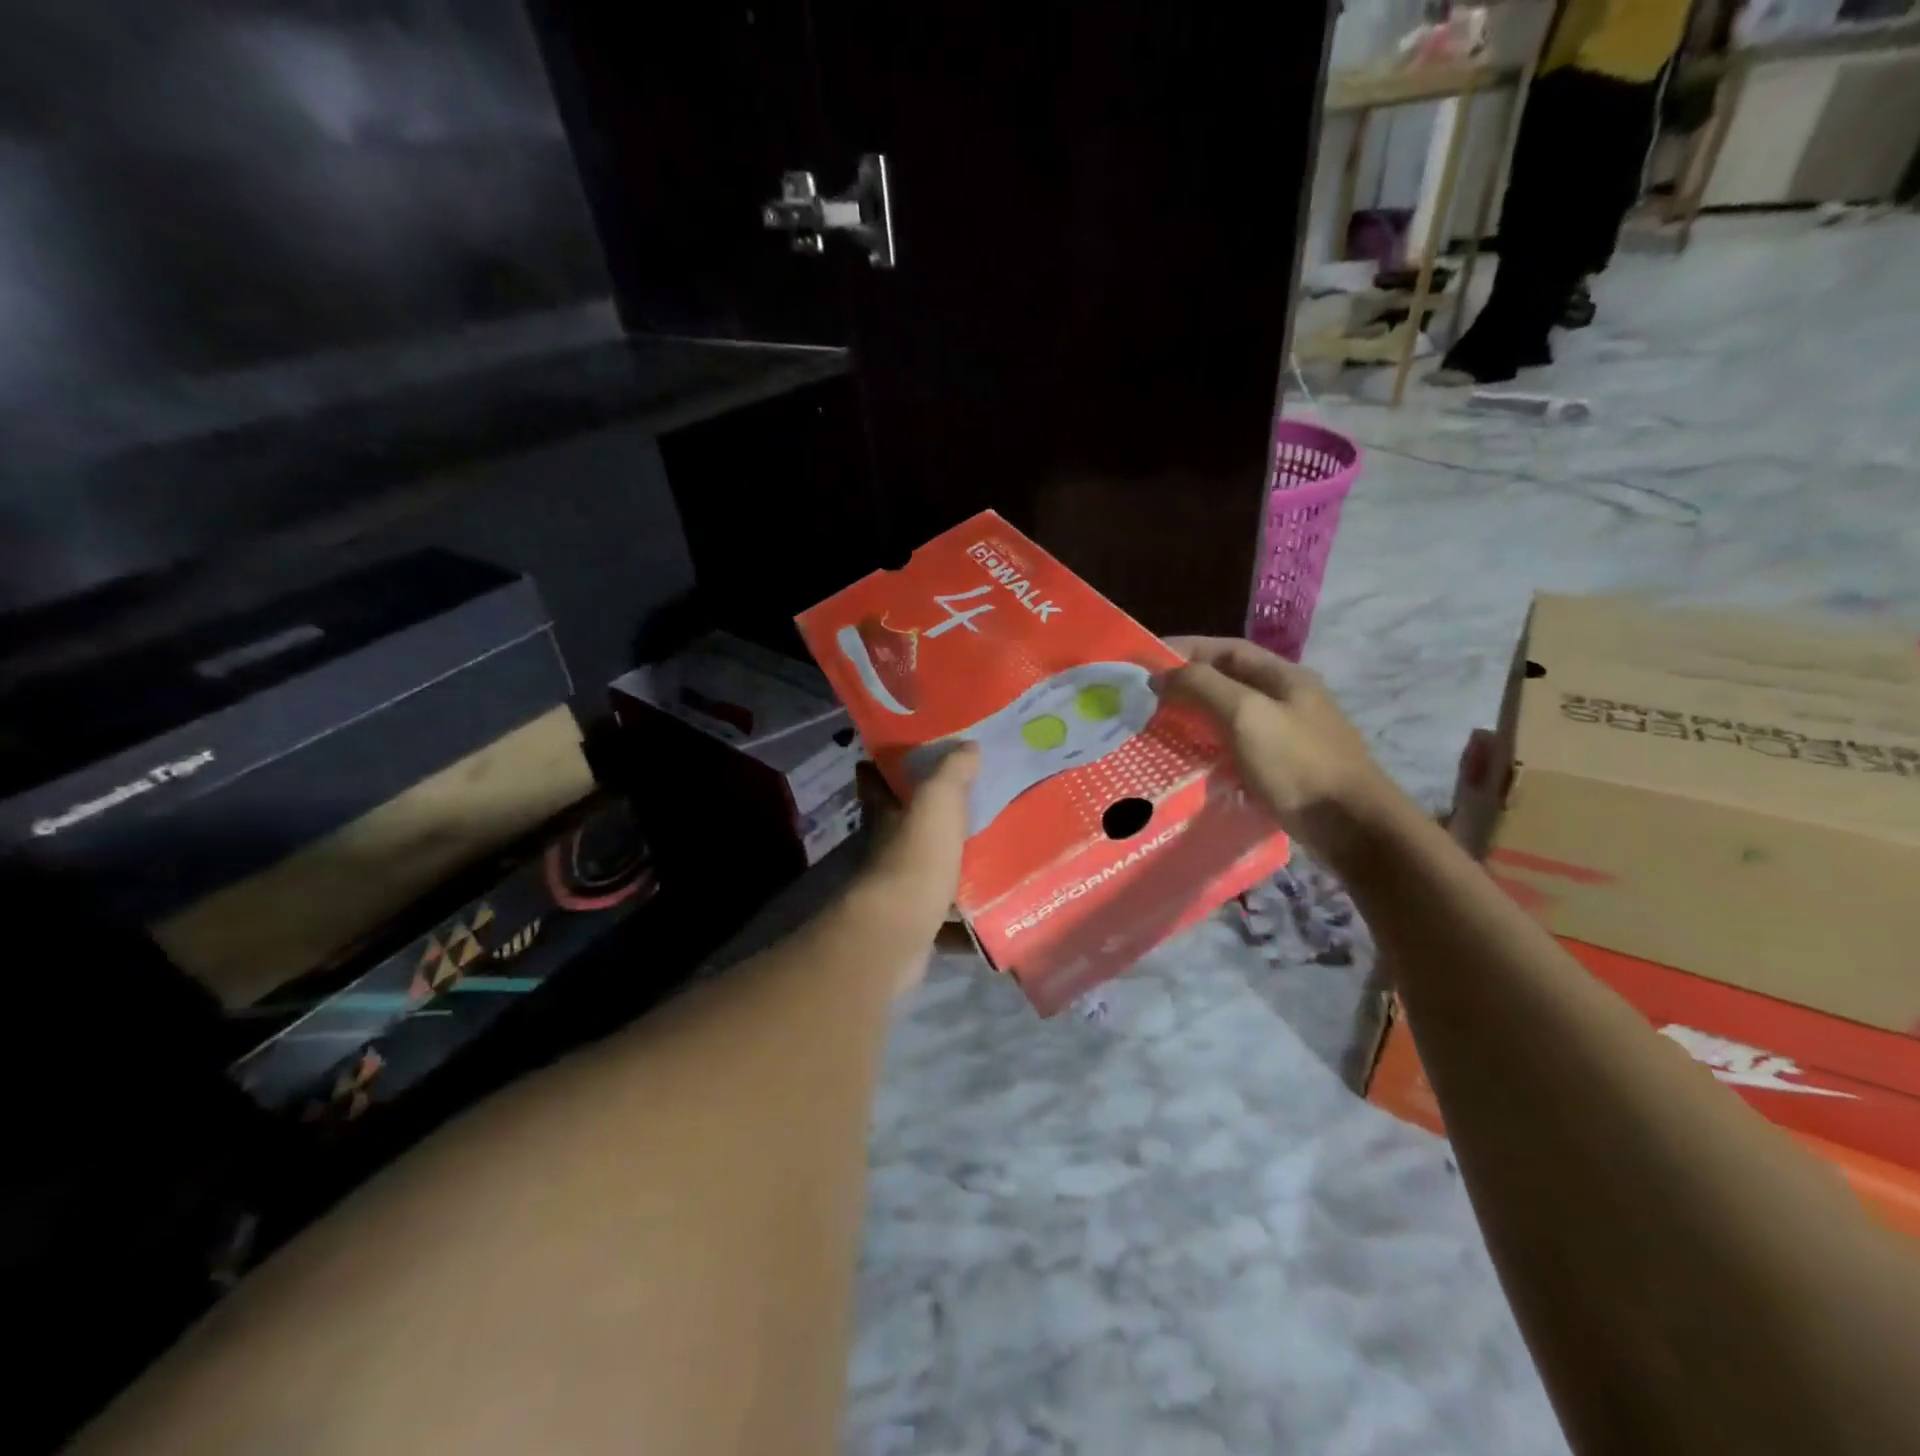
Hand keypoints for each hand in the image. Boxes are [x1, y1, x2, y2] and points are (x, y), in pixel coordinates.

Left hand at [845, 745, 978, 986]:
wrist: (899, 931)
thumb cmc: (915, 857)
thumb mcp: (937, 802)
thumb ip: (952, 773)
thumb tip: (968, 746)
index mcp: (885, 816)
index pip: (875, 783)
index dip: (881, 769)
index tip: (897, 757)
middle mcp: (886, 850)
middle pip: (902, 827)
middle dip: (924, 817)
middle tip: (965, 803)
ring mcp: (899, 890)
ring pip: (926, 870)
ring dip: (949, 864)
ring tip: (989, 853)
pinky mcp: (916, 924)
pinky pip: (945, 915)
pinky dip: (963, 916)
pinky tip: (991, 909)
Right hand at [1158, 637, 1406, 873]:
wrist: (1351, 827)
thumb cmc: (1297, 763)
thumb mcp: (1246, 714)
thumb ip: (1202, 687)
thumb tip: (1161, 676)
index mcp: (1283, 676)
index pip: (1225, 649)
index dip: (1184, 650)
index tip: (1144, 662)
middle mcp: (1287, 699)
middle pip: (1227, 682)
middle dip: (1186, 686)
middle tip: (1144, 700)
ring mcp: (1288, 735)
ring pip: (1230, 716)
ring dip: (1195, 719)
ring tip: (1157, 730)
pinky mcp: (1283, 768)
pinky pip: (1237, 748)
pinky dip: (1209, 749)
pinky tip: (1189, 763)